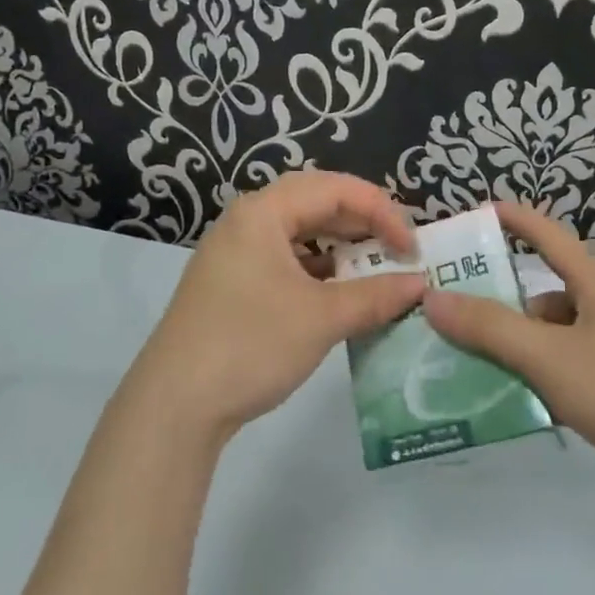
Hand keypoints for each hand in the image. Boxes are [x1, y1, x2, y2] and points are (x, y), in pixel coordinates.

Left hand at [129, 170, 425, 439]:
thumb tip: (420, 283)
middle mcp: (245, 222)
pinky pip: (283, 260)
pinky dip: (316, 271)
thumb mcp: (322, 318)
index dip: (381, 211)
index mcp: (263, 212)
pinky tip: (335, 294)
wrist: (174, 405)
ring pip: (298, 233)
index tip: (411, 248)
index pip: (335, 189)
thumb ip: (376, 296)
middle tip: (396, 250)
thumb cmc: (251, 346)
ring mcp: (233, 253)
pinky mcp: (230, 284)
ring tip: (371, 270)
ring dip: (339, 247)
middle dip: (361, 223)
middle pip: (315, 203)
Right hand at [422, 203, 594, 490]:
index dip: (514, 219)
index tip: (475, 212)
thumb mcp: (549, 356)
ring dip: (511, 348)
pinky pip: (561, 371)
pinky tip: (507, 402)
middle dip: (495, 303)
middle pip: (540, 295)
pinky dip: (534, 379)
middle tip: (446, 314)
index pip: (548, 235)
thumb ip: (490, 327)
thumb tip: (433, 297)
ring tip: (463, 365)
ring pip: (548, 338)